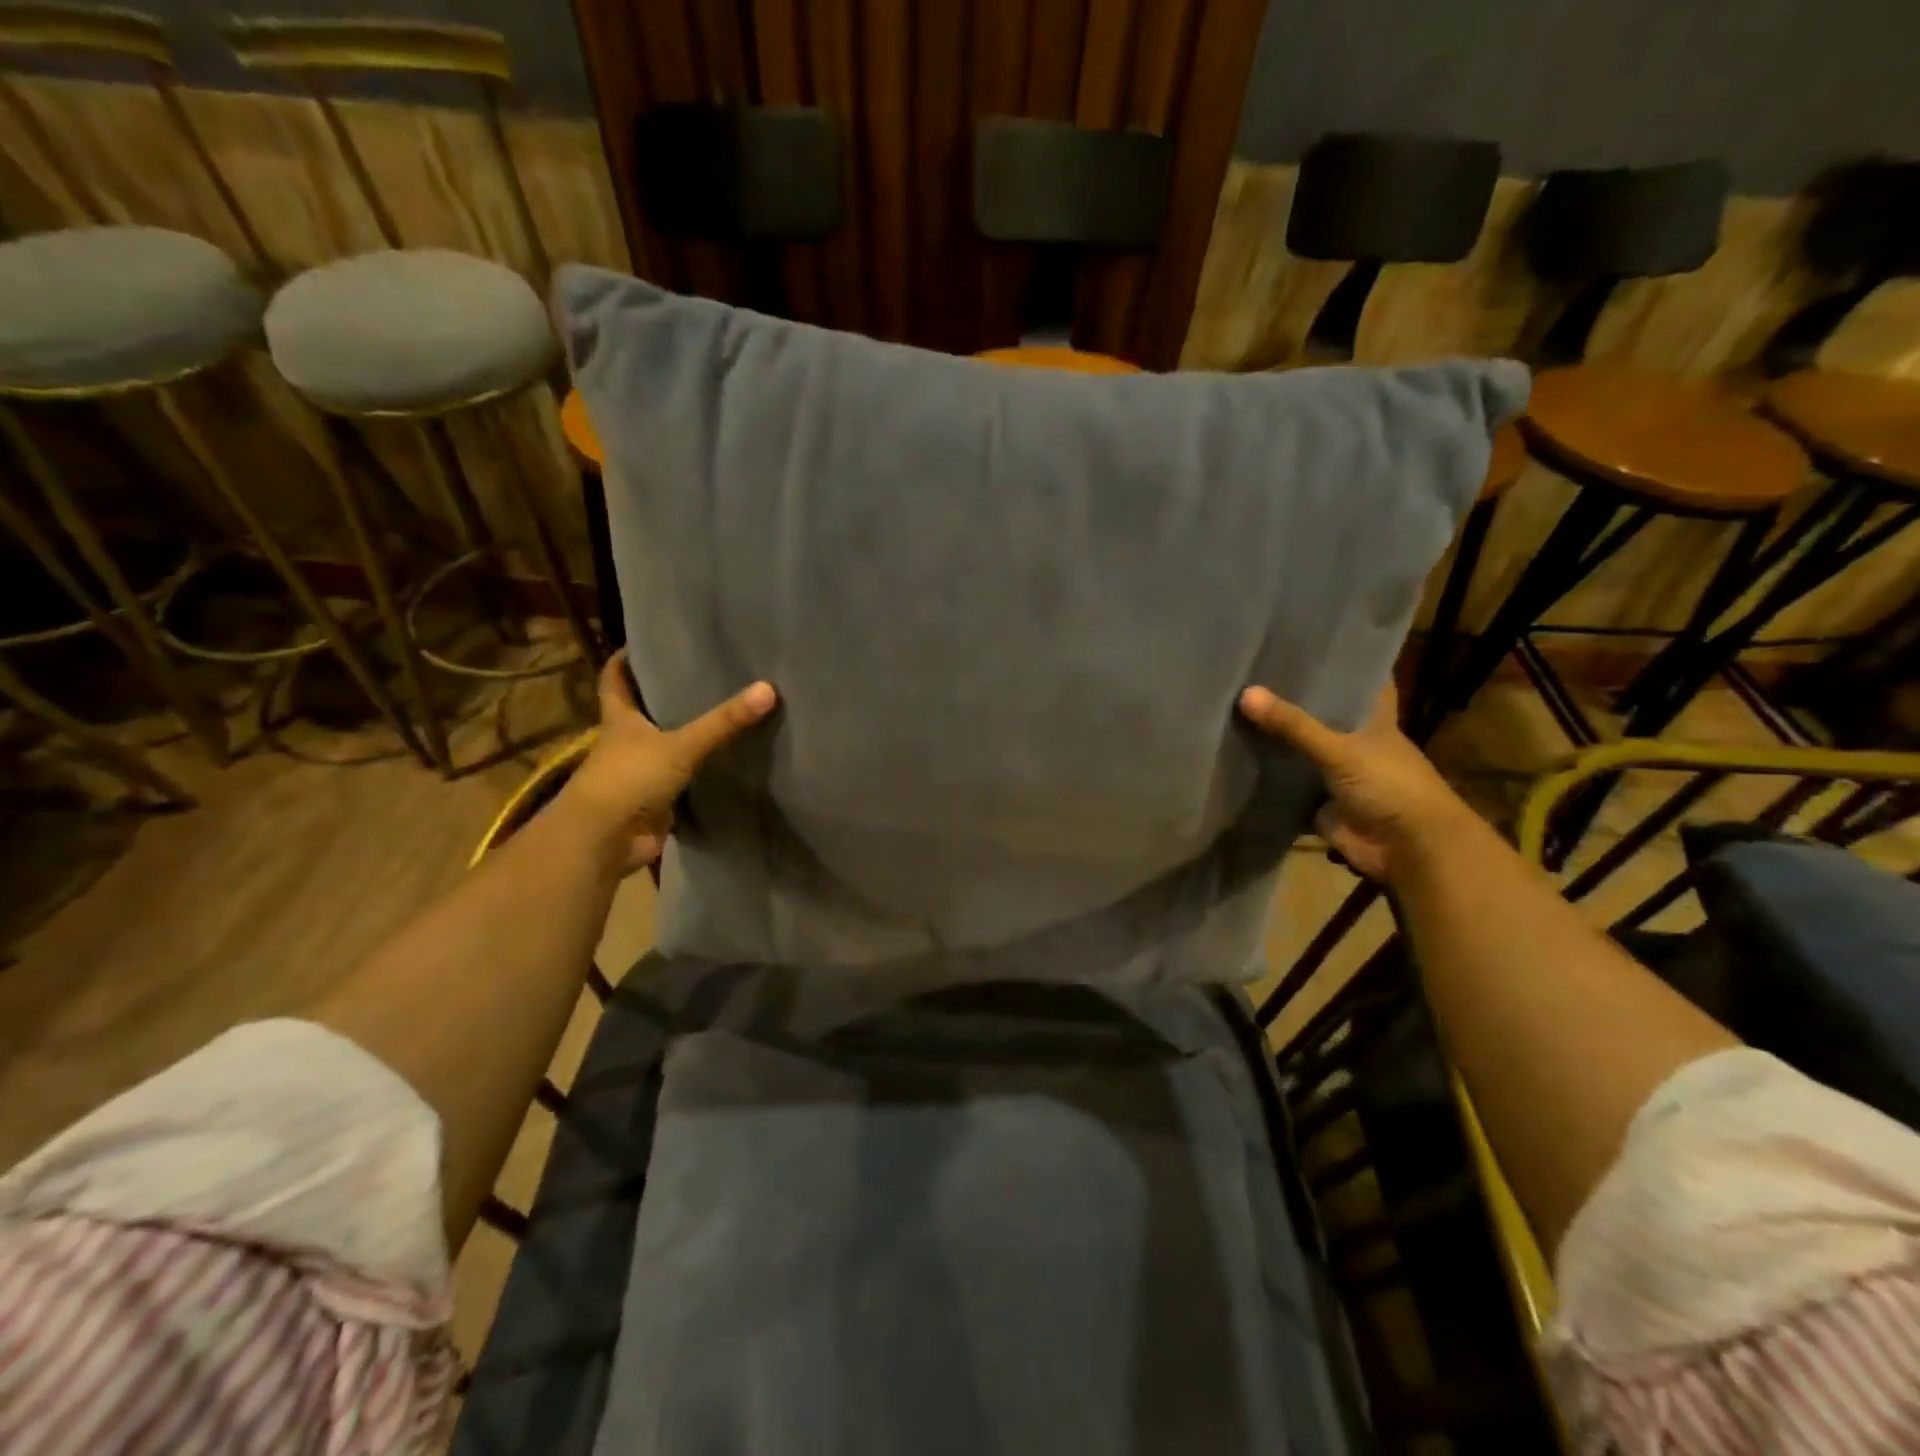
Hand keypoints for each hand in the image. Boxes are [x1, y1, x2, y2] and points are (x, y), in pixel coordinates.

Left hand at [558, 652, 777, 874]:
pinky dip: (697, 771)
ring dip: (683, 734)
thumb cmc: (629, 779)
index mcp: (620, 720)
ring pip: (663, 745)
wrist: (604, 841)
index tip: (645, 642)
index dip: (625, 660)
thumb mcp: (680, 745)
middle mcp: (626, 742)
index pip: (615, 680)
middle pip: (641, 711)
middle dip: (663, 694)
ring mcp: (639, 773)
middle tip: (700, 673)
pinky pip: (680, 779)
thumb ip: (723, 721)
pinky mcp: (655, 801)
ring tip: (719, 711)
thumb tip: (769, 688)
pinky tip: (723, 760)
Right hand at [1238, 683, 1468, 883]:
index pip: (1359, 680)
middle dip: (1289, 699)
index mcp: (1372, 719)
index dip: (1338, 662)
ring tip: (1228, 706)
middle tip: (1247, 672)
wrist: (1408, 849)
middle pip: (1319, 714)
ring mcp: (1333, 773)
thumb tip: (1245, 693)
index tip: (1306, 641)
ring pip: (1298, 750)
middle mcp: (1352, 741)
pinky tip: (1230, 757)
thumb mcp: (1341, 749)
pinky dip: (1263, 778)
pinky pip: (1284, 785)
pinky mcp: (1317, 802)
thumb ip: (1294, 725)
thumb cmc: (1390, 785)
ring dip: (1272, 738)